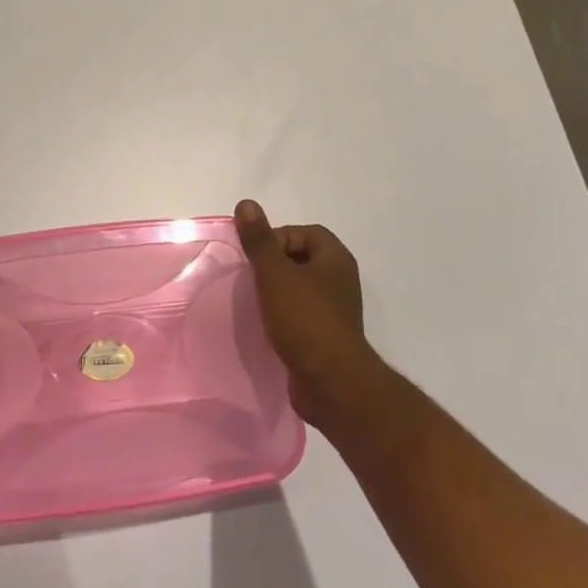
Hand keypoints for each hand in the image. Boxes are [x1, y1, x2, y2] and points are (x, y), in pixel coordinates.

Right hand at [235, 200, 385, 429]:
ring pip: (299, 289)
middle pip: (300, 259)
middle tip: (252, 278)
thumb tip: (246, 204)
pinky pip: (301, 315)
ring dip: (277, 292)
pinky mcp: (327, 337)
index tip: (256, 258)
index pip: (303, 232)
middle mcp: (340, 280)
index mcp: (335, 259)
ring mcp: (336, 311)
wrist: (331, 383)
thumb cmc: (304, 319)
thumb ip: (259, 240)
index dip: (276, 238)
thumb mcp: (275, 273)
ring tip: (255, 303)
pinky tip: (267, 327)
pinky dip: (283, 316)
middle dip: (274, 265)